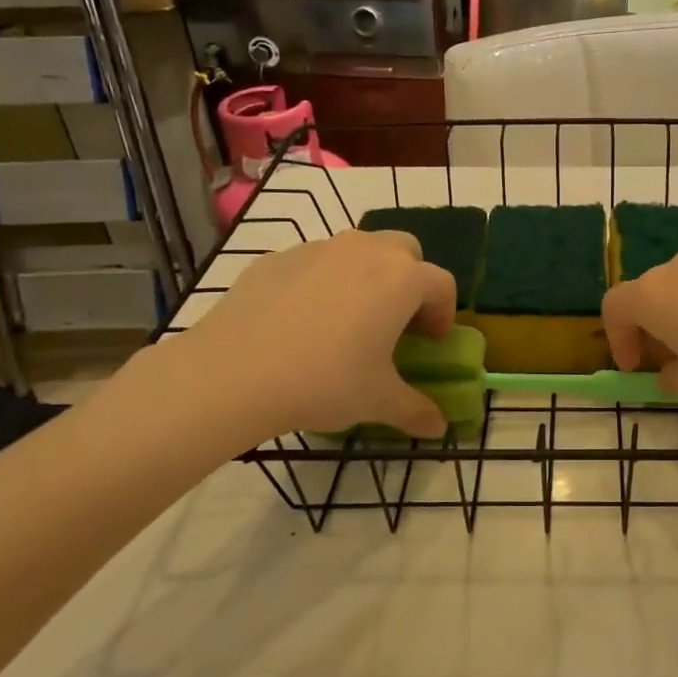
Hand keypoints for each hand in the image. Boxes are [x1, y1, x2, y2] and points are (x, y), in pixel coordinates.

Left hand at [172, 228, 456, 445]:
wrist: (234, 372)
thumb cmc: (324, 381)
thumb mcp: (378, 401)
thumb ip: (416, 410)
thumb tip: (438, 427)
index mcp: (402, 279)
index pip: (442, 284)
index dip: (444, 313)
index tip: (431, 341)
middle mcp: (366, 251)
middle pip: (405, 251)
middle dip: (409, 280)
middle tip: (395, 321)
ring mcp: (319, 249)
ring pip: (359, 250)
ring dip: (366, 276)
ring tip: (347, 320)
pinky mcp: (277, 258)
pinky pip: (315, 263)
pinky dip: (321, 282)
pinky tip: (301, 322)